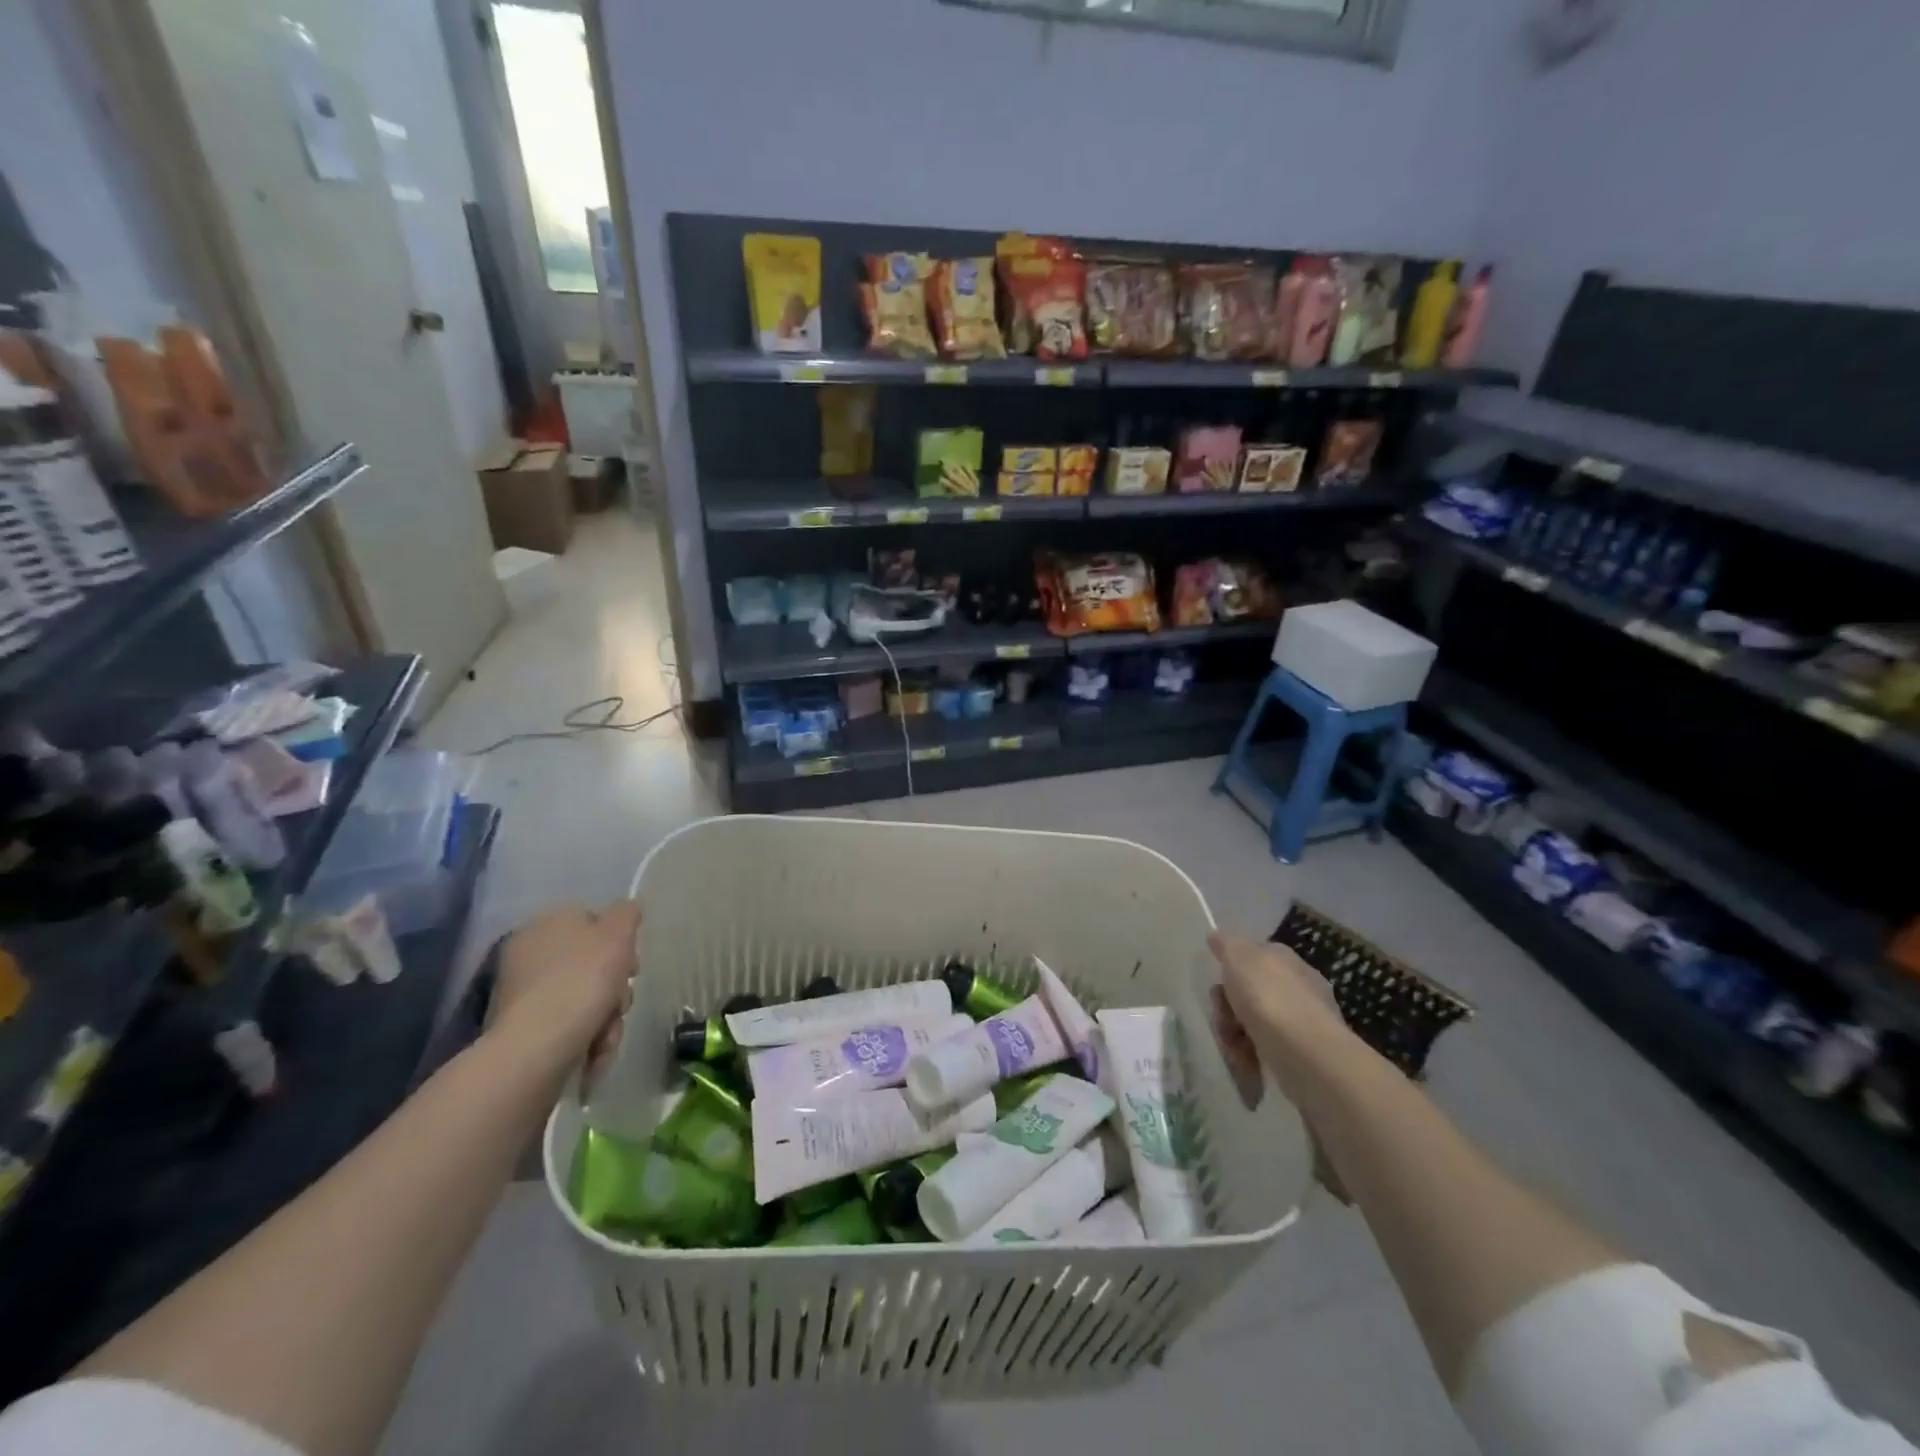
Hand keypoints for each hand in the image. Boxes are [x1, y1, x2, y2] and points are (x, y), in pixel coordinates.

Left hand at [487, 900, 639, 1074]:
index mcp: (546, 923)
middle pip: (592, 962)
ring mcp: (524, 993)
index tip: (632, 964)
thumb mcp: (617, 934)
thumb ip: (626, 914)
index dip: (619, 941)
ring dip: (606, 1015)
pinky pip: (569, 1023)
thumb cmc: (582, 980)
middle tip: (622, 1001)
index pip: (593, 920)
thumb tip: (627, 907)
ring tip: (608, 1033)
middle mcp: (529, 954)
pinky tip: (594, 1049)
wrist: (537, 1047)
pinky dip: (587, 1035)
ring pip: (586, 996)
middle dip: (614, 985)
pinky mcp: (524, 1028)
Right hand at [1206, 931, 1352, 1103]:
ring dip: (1234, 1032)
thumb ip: (1226, 945)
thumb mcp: (1239, 957)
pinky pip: (1264, 1049)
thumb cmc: (1269, 997)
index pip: (1254, 956)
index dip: (1231, 968)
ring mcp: (1300, 1022)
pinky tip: (1246, 1060)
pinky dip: (1250, 1054)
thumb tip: (1216, 935)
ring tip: (1232, 1044)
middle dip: (1227, 1005)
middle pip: (1248, 992)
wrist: (1305, 1053)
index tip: (1218, 982)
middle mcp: (1297, 987)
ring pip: (1252, 1022)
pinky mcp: (1300, 1054)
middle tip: (1222, 1015)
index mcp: (1285, 959)